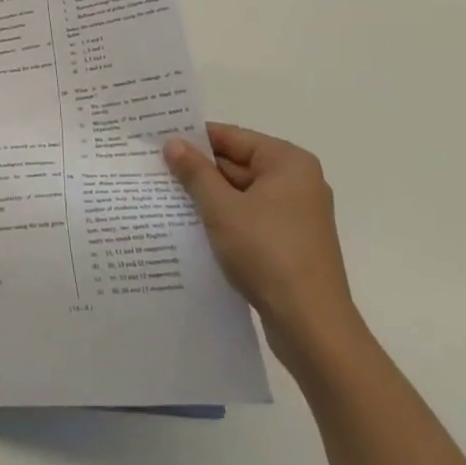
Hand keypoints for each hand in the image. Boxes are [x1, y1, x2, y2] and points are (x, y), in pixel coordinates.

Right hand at [164, 123, 362, 365]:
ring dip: (208, 197)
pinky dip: (223, 219)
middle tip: (154, 169)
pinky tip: (191, 226)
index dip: (193, 139)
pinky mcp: (289, 243)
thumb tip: (173, 143)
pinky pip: (248, 218)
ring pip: (240, 194)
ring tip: (164, 196)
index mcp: (288, 163)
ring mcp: (295, 215)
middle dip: (198, 170)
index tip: (157, 141)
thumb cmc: (268, 254)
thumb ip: (195, 172)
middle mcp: (297, 182)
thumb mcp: (222, 208)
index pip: (231, 137)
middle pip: (236, 164)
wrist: (312, 327)